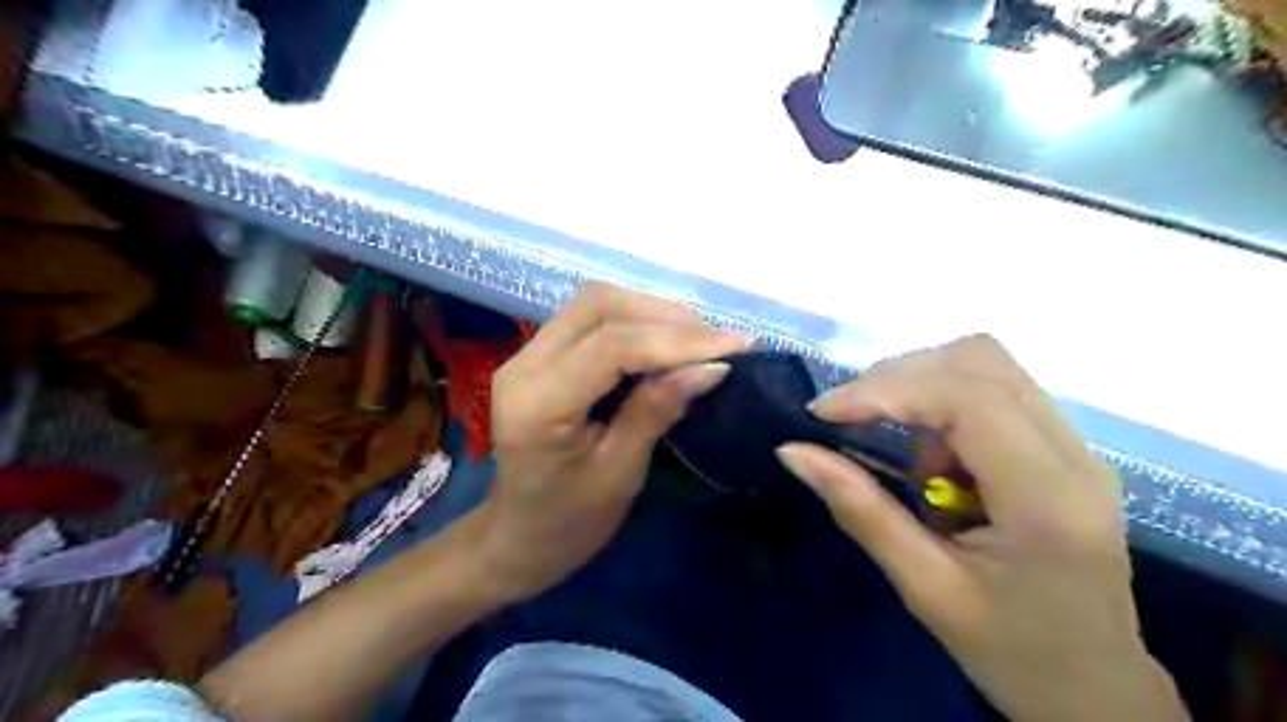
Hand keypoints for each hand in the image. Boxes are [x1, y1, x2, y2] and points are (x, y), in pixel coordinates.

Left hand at [478, 284, 749, 598]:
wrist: (519, 537)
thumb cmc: (570, 522)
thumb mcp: (620, 474)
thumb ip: (658, 410)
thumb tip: (712, 366)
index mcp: (538, 403)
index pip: (612, 346)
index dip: (677, 340)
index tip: (735, 346)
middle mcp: (524, 365)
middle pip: (599, 306)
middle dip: (665, 316)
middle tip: (717, 340)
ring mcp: (526, 355)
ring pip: (596, 304)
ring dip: (652, 313)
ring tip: (700, 339)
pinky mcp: (539, 356)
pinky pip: (591, 320)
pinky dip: (635, 323)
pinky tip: (667, 341)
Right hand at [772, 337, 1186, 721]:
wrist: (1096, 690)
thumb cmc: (1012, 652)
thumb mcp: (925, 587)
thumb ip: (860, 509)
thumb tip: (792, 452)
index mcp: (1047, 498)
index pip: (967, 398)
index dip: (886, 390)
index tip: (823, 414)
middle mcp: (1073, 455)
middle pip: (980, 361)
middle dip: (898, 378)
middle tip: (847, 418)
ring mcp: (1075, 446)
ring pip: (986, 365)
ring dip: (920, 386)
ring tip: (890, 439)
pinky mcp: (1061, 448)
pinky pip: (992, 390)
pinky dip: (941, 403)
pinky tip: (927, 455)